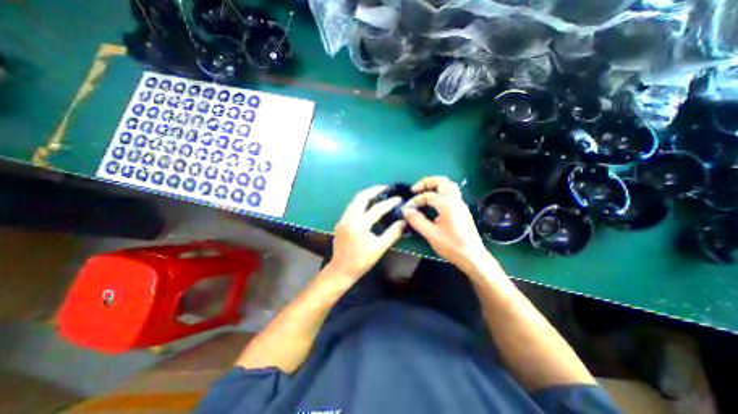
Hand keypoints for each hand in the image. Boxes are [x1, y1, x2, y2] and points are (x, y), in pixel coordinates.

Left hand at [328, 186, 405, 280]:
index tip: (398, 198)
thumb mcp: (379, 248)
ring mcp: (343, 219)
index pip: (376, 209)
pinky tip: (368, 204)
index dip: (389, 203)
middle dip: (373, 190)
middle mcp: (349, 219)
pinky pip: (352, 206)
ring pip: (355, 200)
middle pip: (361, 197)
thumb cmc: (361, 261)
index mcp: (359, 226)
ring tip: (378, 193)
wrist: (340, 269)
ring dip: (366, 194)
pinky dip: (361, 202)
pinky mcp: (341, 221)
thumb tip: (403, 221)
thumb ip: (392, 234)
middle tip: (385, 188)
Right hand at [402, 175, 488, 270]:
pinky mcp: (462, 209)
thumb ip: (417, 220)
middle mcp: (456, 200)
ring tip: (423, 192)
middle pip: (442, 182)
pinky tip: (433, 201)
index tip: (407, 208)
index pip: (428, 196)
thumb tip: (406, 210)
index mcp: (448, 205)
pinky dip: (440, 192)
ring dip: (435, 185)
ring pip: (448, 186)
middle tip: (415, 189)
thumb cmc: (452, 246)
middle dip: (427, 182)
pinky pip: (451, 193)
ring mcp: (460, 204)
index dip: (416, 200)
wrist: (473, 257)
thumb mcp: (431, 234)